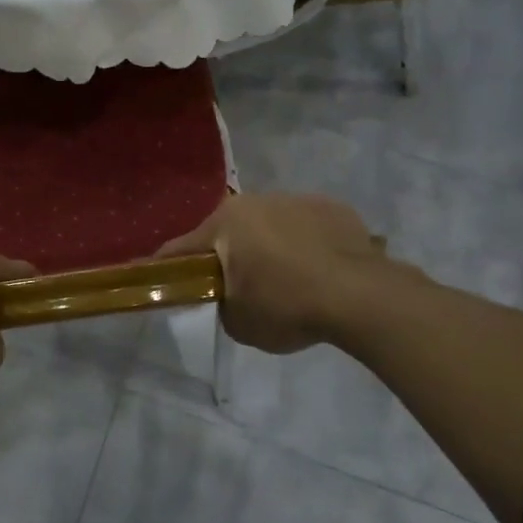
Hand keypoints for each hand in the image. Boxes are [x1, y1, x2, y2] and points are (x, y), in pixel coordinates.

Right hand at [158, 193, 414, 353]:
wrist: (360, 296)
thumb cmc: (287, 306)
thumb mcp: (239, 322)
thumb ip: (223, 304)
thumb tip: (232, 296)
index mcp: (225, 222)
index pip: (182, 247)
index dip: (169, 267)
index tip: (162, 279)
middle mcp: (257, 201)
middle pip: (230, 231)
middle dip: (230, 254)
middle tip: (239, 286)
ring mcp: (297, 199)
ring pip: (271, 225)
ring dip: (270, 246)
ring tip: (289, 280)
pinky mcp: (333, 208)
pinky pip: (307, 227)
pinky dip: (306, 244)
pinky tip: (320, 272)